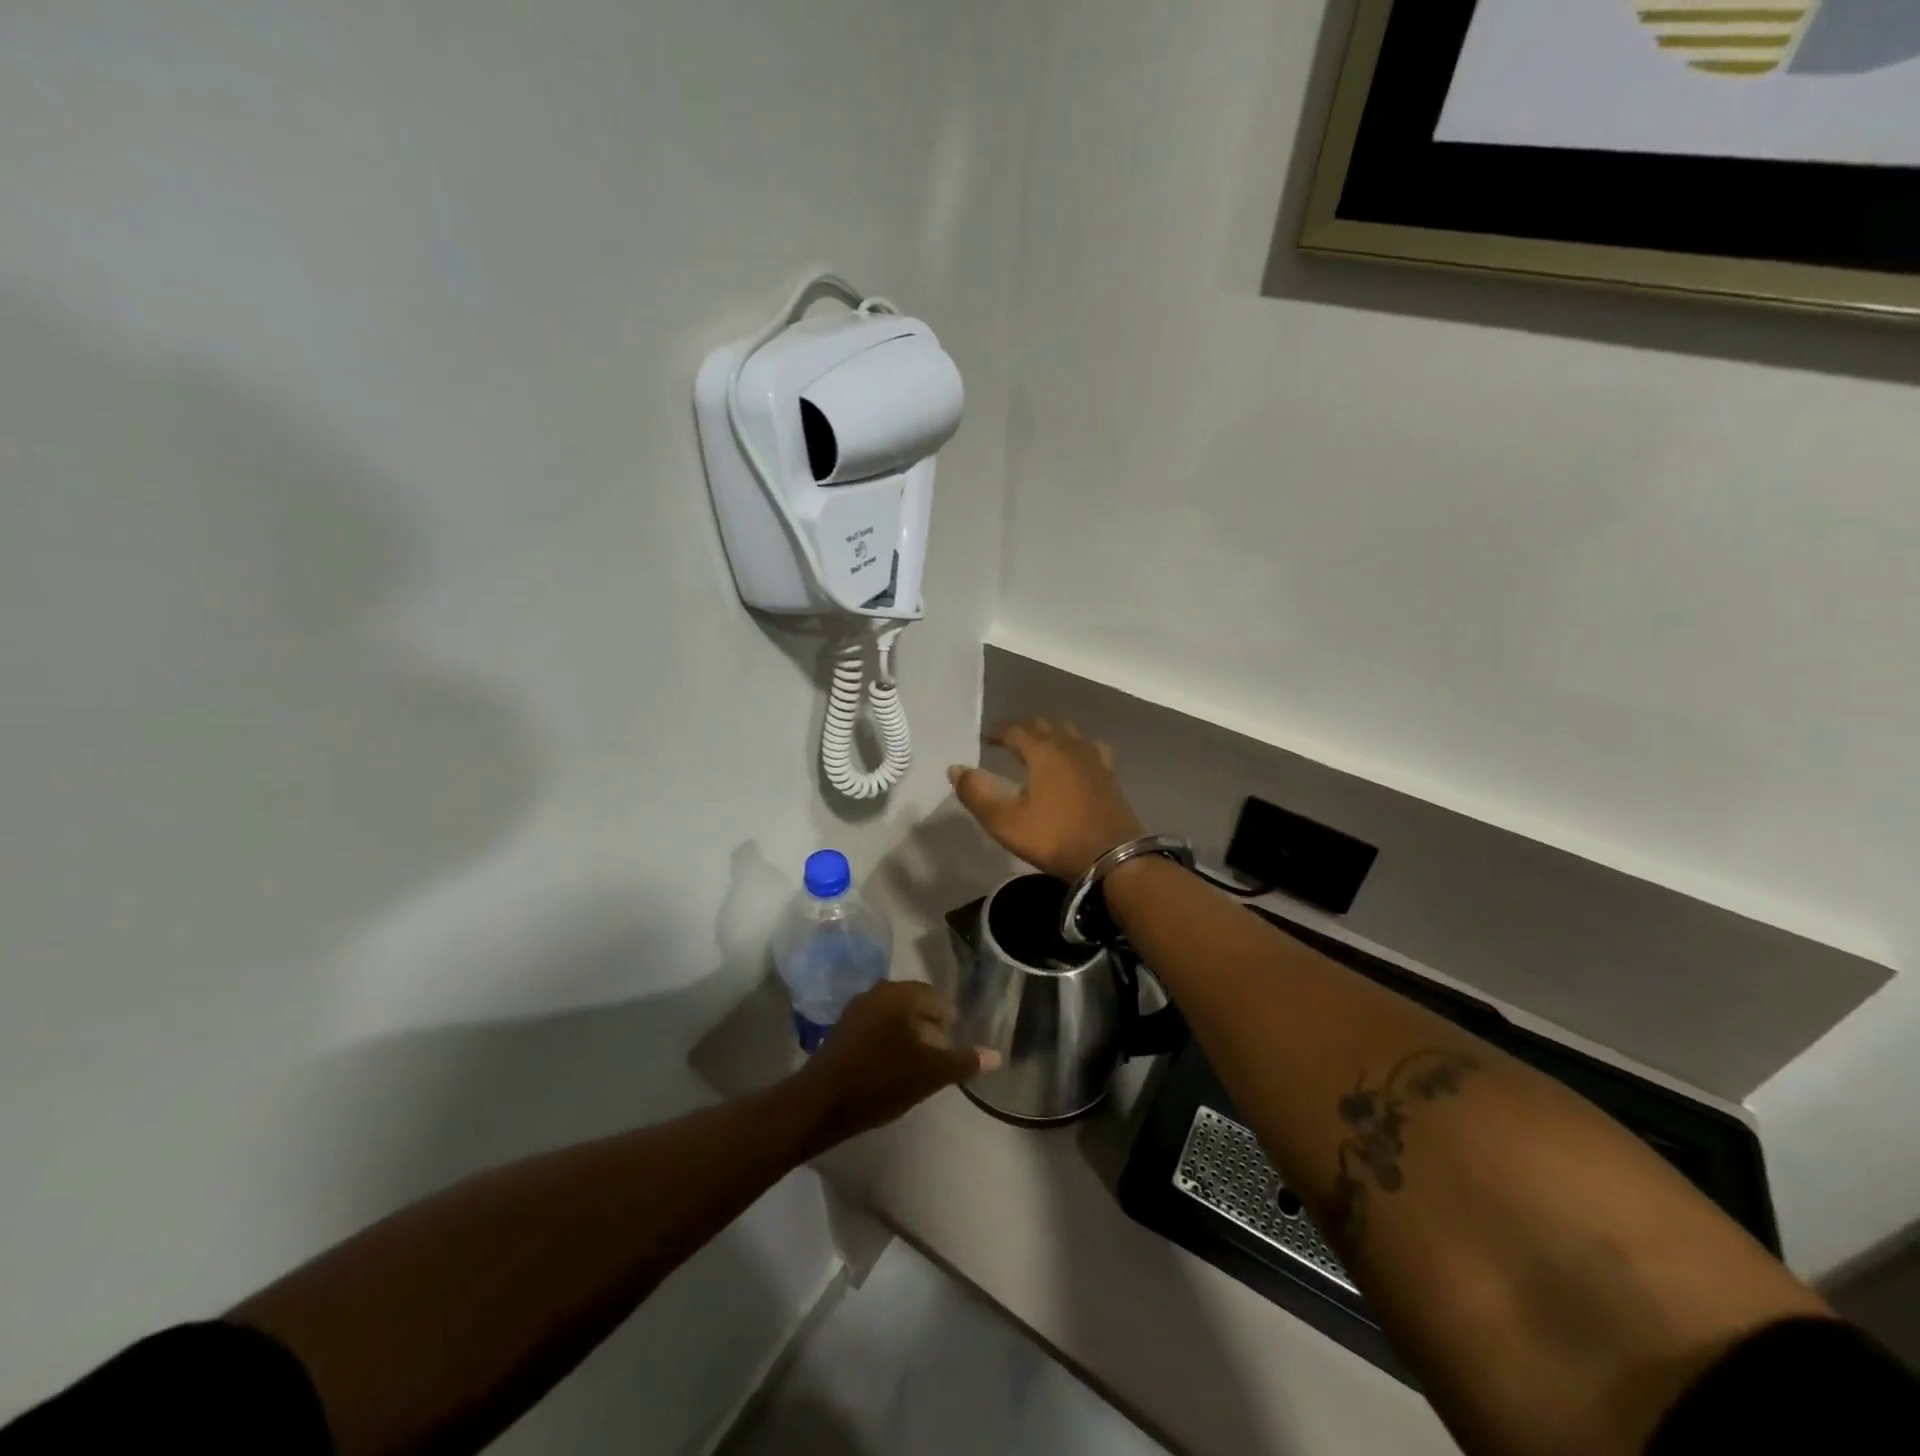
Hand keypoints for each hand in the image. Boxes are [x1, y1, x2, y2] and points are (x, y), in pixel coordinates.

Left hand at [791, 982, 1000, 1145]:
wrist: (820, 1103)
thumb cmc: (881, 1080)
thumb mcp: (930, 1073)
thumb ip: (964, 1061)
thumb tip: (997, 1055)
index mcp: (900, 993)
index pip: (938, 999)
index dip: (952, 1024)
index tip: (959, 1048)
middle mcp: (878, 992)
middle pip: (917, 1007)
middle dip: (933, 1031)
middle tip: (943, 1060)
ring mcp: (857, 1010)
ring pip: (896, 1019)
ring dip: (911, 1039)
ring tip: (922, 1069)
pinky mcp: (843, 1031)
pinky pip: (878, 1030)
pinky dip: (891, 1045)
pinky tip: (895, 1071)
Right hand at [947, 718, 1143, 880]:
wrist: (1112, 858)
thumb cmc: (1054, 838)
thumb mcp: (1005, 822)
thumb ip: (977, 793)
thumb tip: (956, 769)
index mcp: (1043, 751)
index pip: (1016, 730)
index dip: (998, 731)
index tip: (986, 737)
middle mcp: (1070, 746)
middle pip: (1044, 725)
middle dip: (1023, 729)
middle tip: (1008, 741)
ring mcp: (1094, 759)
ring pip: (1069, 732)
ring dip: (1050, 734)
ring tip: (1039, 747)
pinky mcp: (1110, 775)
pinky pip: (1090, 748)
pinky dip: (1076, 747)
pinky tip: (1076, 760)